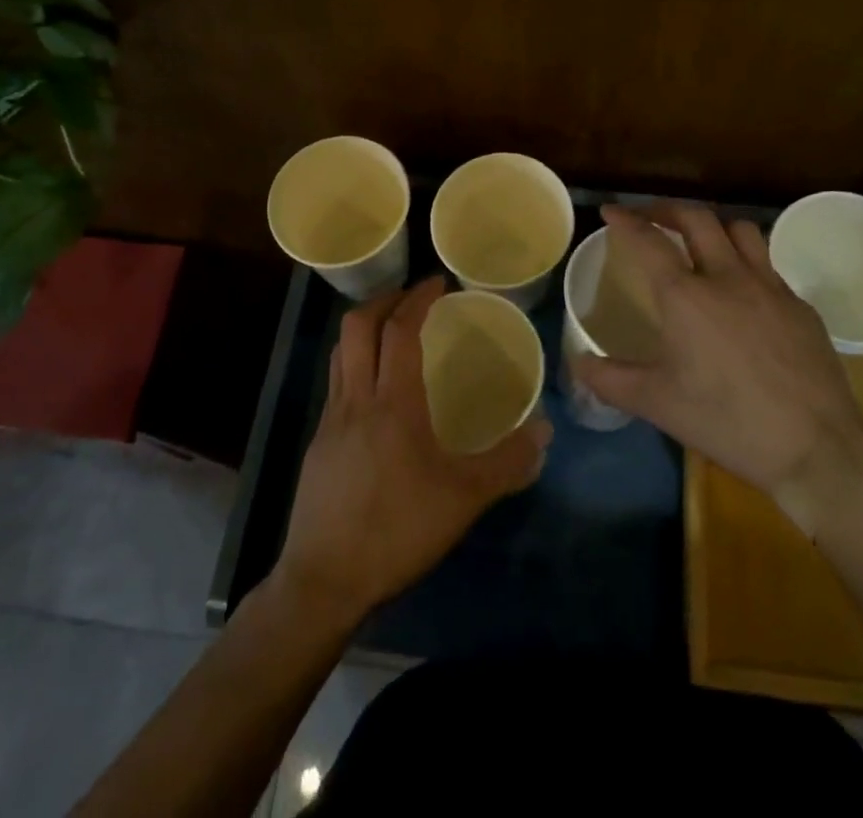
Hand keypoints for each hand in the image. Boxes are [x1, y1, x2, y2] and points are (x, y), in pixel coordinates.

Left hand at [275, 276, 551, 627]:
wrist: (323, 581)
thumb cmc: (395, 530)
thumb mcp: (463, 500)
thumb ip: (506, 463)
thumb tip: (544, 432)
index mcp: (392, 403)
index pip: (399, 330)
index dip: (417, 298)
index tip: (437, 282)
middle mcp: (355, 399)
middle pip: (357, 327)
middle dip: (384, 301)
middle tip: (413, 298)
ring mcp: (330, 421)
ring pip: (341, 353)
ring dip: (366, 330)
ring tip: (394, 333)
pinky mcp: (318, 445)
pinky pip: (337, 385)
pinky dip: (357, 366)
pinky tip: (378, 395)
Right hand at [573, 203, 862, 520]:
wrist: (817, 447)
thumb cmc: (728, 422)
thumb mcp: (659, 405)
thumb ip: (611, 380)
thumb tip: (579, 362)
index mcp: (687, 297)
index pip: (649, 241)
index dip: (626, 221)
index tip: (610, 212)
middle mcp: (728, 277)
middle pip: (697, 219)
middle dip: (667, 209)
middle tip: (650, 218)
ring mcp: (770, 287)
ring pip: (740, 230)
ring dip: (713, 226)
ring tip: (699, 240)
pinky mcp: (800, 306)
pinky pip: (768, 265)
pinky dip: (746, 262)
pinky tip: (743, 291)